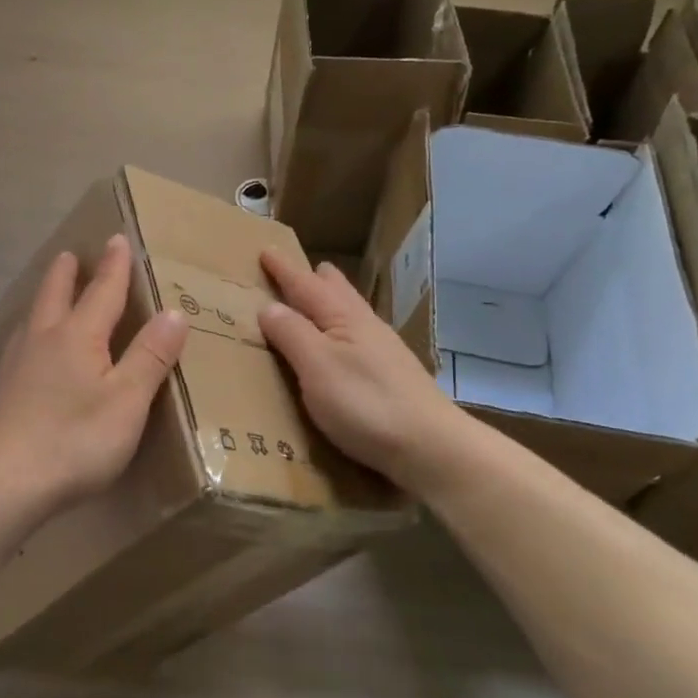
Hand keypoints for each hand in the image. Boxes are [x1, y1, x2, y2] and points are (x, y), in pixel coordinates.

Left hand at [0, 234, 188, 513]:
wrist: (1, 481)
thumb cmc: (74, 439)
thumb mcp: (127, 401)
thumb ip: (150, 356)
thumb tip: (174, 311)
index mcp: (78, 336)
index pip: (102, 291)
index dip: (114, 266)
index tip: (116, 239)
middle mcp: (43, 339)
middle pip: (55, 294)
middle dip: (66, 273)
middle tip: (69, 254)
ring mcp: (16, 364)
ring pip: (32, 317)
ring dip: (44, 297)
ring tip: (49, 292)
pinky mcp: (2, 391)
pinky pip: (19, 344)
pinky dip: (30, 330)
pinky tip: (27, 349)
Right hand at [257, 249, 465, 489]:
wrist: (431, 446)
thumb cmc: (366, 403)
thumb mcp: (317, 366)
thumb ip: (292, 334)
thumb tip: (269, 306)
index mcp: (344, 319)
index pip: (306, 286)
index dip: (285, 270)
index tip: (266, 251)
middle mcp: (366, 327)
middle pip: (339, 293)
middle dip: (316, 280)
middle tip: (303, 270)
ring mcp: (384, 352)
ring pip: (352, 314)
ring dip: (332, 303)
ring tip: (320, 300)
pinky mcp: (393, 377)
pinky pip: (359, 337)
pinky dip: (342, 330)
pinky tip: (345, 346)